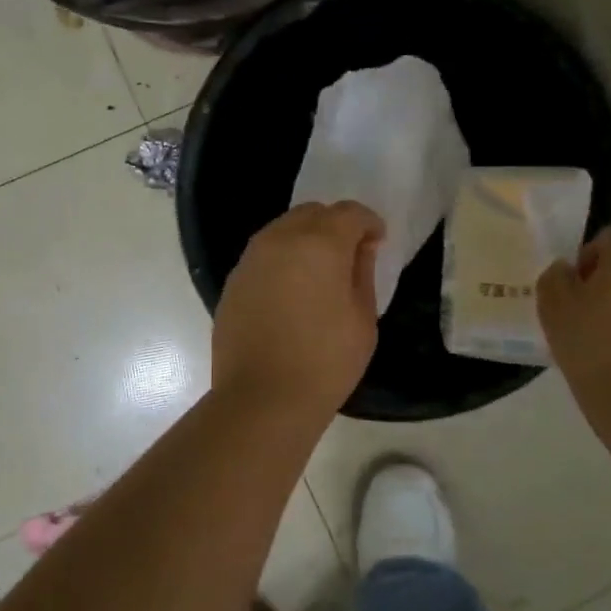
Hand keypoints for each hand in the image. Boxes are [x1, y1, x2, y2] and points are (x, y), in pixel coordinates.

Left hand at [213, 201, 384, 418]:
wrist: (262, 398)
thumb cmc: (325, 361)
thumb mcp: (363, 318)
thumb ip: (362, 272)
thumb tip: (361, 247)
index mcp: (320, 243)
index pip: (349, 213)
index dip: (368, 223)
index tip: (377, 243)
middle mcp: (281, 238)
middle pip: (312, 213)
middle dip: (334, 226)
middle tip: (348, 257)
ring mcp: (251, 258)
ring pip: (284, 229)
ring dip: (305, 240)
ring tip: (318, 275)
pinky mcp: (234, 280)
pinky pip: (264, 254)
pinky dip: (282, 260)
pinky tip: (290, 292)